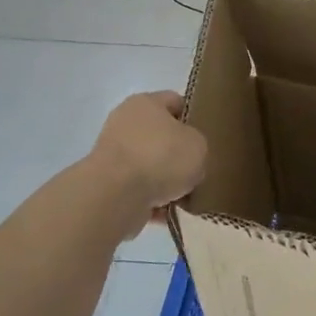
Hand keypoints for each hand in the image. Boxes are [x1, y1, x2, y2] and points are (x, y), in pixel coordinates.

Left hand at [90, 92, 207, 238]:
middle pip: (161, 137)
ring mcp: (113, 154)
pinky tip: (168, 213)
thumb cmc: (161, 157)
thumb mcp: (198, 145)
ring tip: (186, 197)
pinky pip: (139, 190)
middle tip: (199, 169)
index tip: (207, 137)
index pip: (175, 102)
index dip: (194, 117)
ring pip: (150, 166)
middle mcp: (125, 123)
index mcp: (145, 103)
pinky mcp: (107, 183)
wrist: (116, 194)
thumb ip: (197, 144)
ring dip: (166, 181)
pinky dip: (152, 200)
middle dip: (179, 155)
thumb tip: (187, 155)